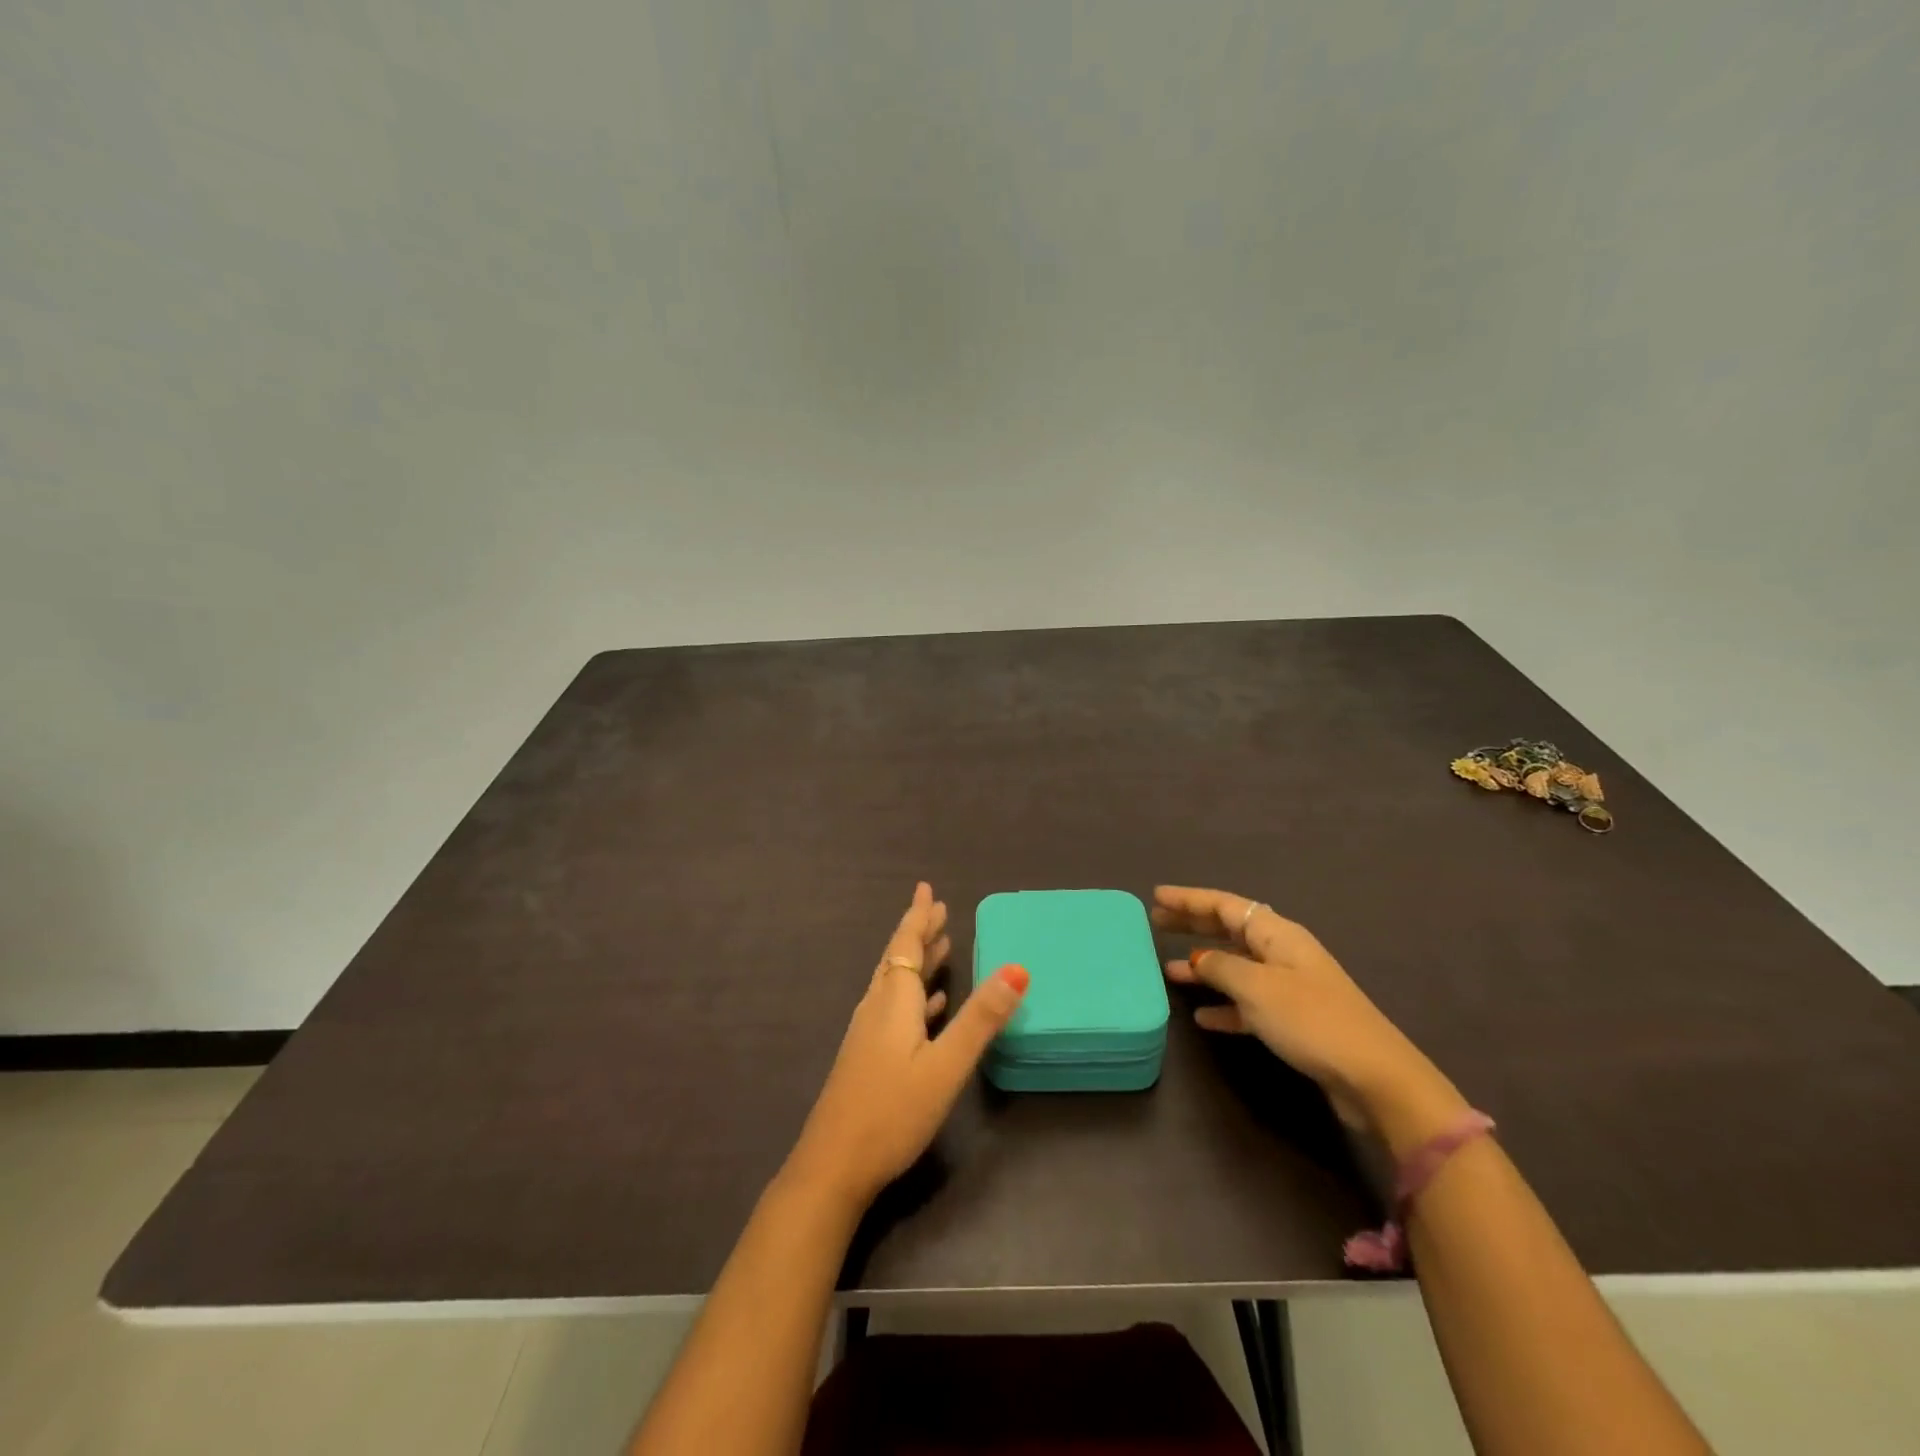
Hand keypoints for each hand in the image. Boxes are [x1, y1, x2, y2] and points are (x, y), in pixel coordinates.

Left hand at [786, 883, 1030, 1207]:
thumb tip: (1018, 968)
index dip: (919, 916)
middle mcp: (878, 1008)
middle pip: (899, 959)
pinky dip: (914, 996)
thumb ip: (980, 1018)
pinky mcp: (867, 1057)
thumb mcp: (946, 1065)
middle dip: (920, 933)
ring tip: (940, 947)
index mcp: (894, 1001)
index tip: (926, 889)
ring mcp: (868, 1033)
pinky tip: (928, 1007)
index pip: (907, 945)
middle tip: (939, 910)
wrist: (833, 1166)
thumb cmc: (892, 1112)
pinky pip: (894, 1008)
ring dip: (917, 962)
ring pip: (896, 983)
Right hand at [1154, 885, 1459, 1139]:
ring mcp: (1289, 987)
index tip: (1156, 896)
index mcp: (1277, 935)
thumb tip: (1198, 959)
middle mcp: (1282, 953)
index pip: (1225, 905)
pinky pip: (1247, 1003)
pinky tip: (1202, 1017)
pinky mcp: (1293, 1021)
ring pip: (1235, 966)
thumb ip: (1220, 967)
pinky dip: (1224, 1005)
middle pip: (1229, 930)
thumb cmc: (1310, 1020)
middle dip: (1194, 925)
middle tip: (1156, 923)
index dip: (1189, 899)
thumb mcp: (1256, 987)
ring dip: (1203, 967)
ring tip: (1168, 971)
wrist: (1373, 1077)